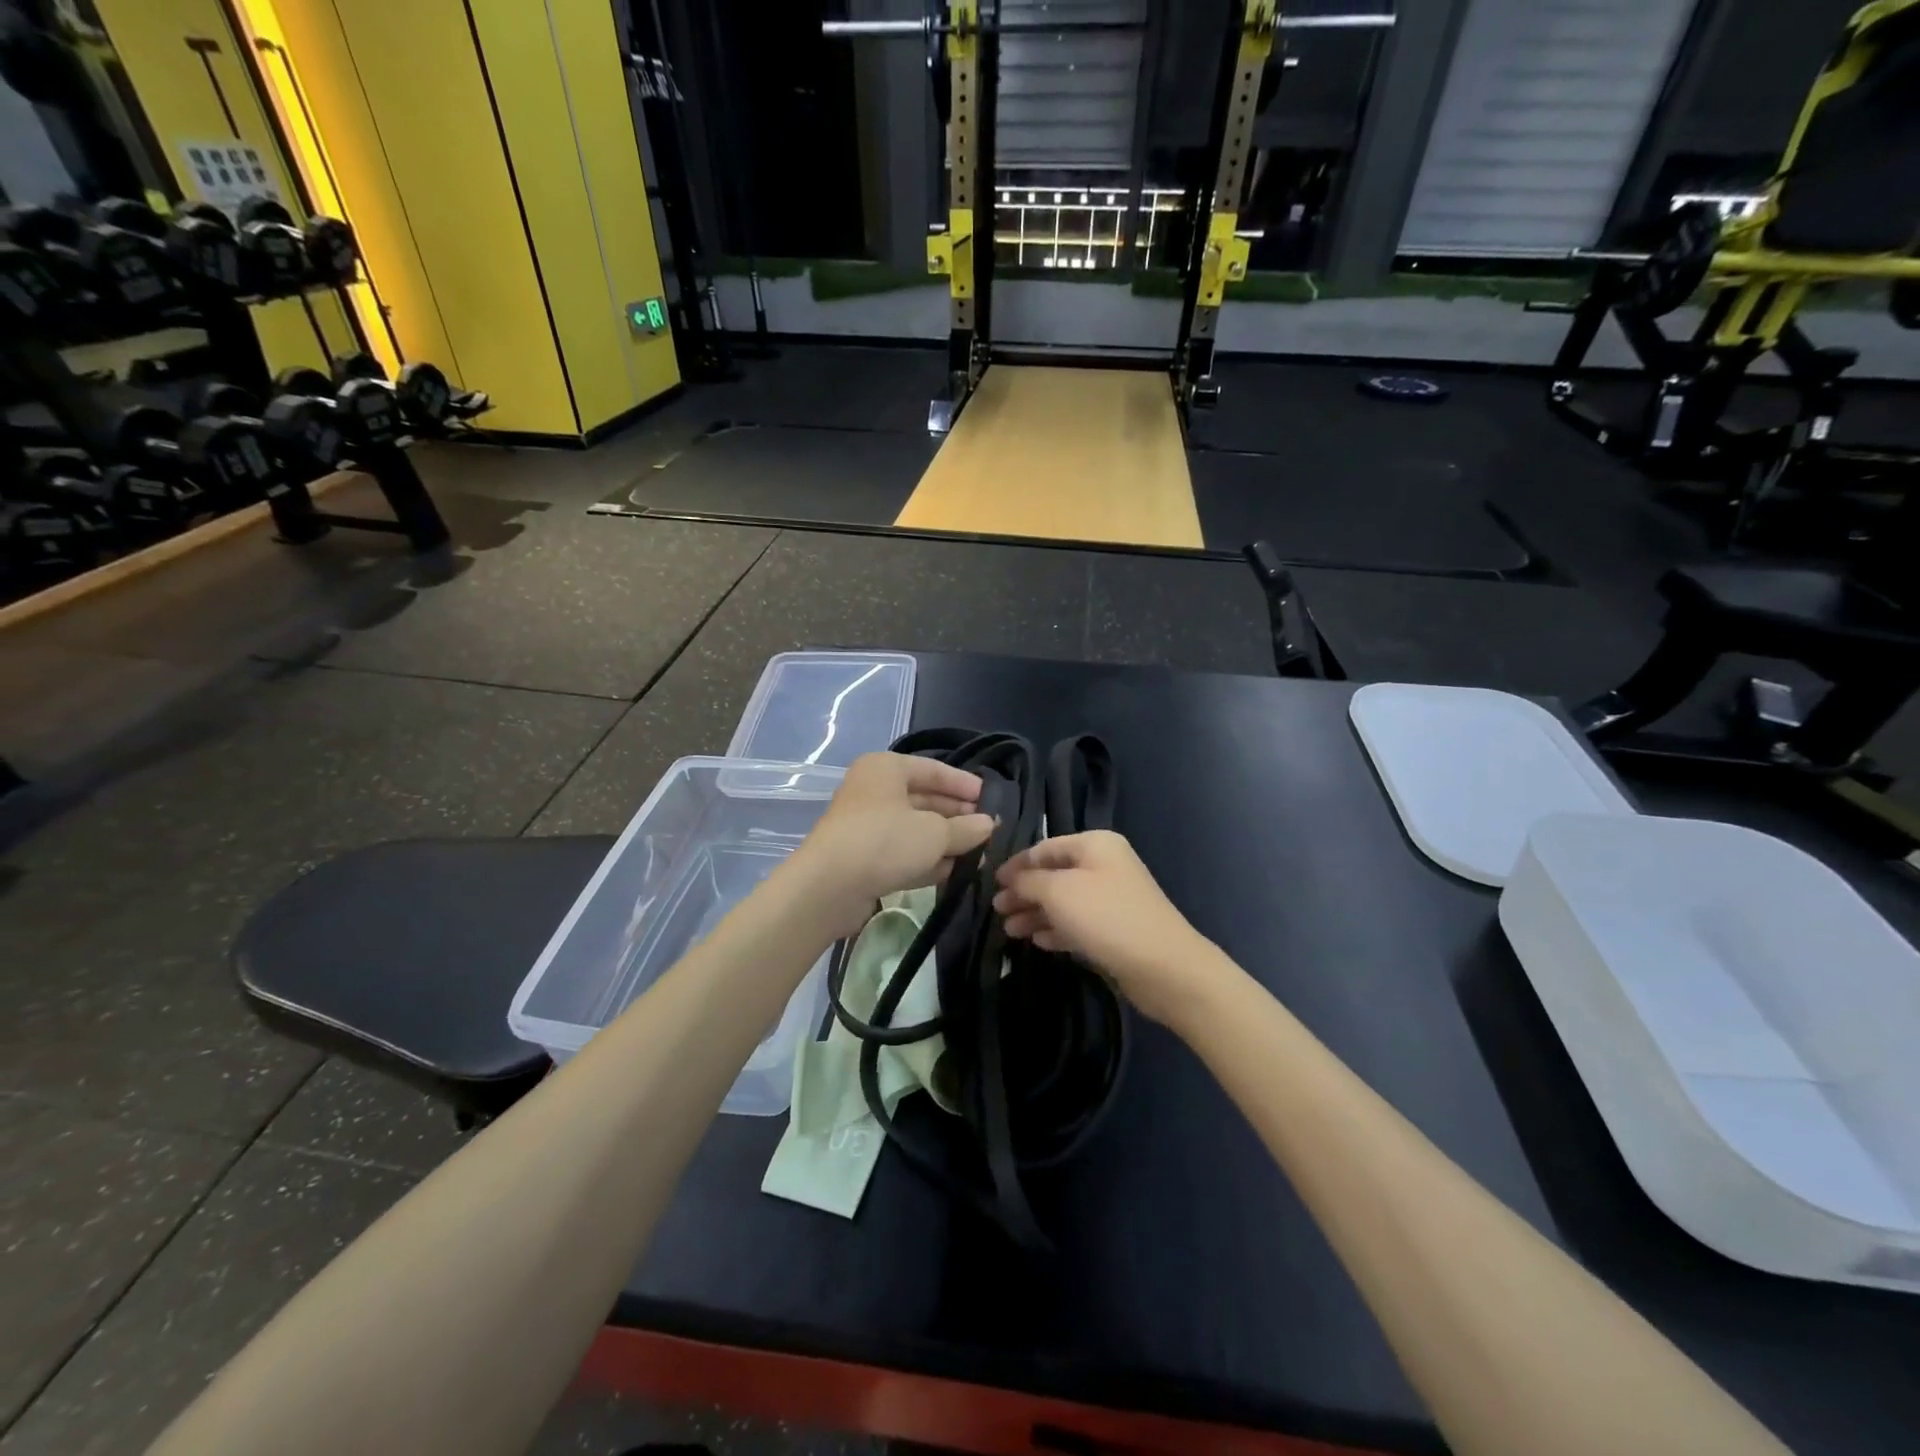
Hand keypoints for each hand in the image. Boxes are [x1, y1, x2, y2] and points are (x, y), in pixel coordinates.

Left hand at [788, 752, 994, 936]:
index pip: (933, 769)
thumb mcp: (935, 833)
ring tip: (979, 855)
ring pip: (914, 829)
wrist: (828, 887)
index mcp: (886, 769)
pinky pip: (902, 853)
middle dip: (956, 816)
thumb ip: (966, 828)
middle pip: (924, 799)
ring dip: (945, 842)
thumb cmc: (884, 842)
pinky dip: (926, 860)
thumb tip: (988, 825)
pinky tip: (953, 872)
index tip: (990, 799)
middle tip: (987, 830)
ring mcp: (866, 826)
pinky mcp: (863, 858)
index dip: (963, 784)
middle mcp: (874, 791)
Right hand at [993, 830, 1211, 1025]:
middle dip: (1024, 892)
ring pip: (1063, 901)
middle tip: (997, 911)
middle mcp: (1104, 865)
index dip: (1016, 864)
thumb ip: (1029, 881)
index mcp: (1095, 844)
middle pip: (1054, 874)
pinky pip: (1077, 923)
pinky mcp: (1115, 929)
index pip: (1045, 847)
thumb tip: (1012, 879)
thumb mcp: (1058, 892)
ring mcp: (1111, 898)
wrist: (1164, 967)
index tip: (991, 883)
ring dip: (1035, 913)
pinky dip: (1056, 929)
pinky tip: (1037, 941)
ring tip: (1010, 931)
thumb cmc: (1107, 918)